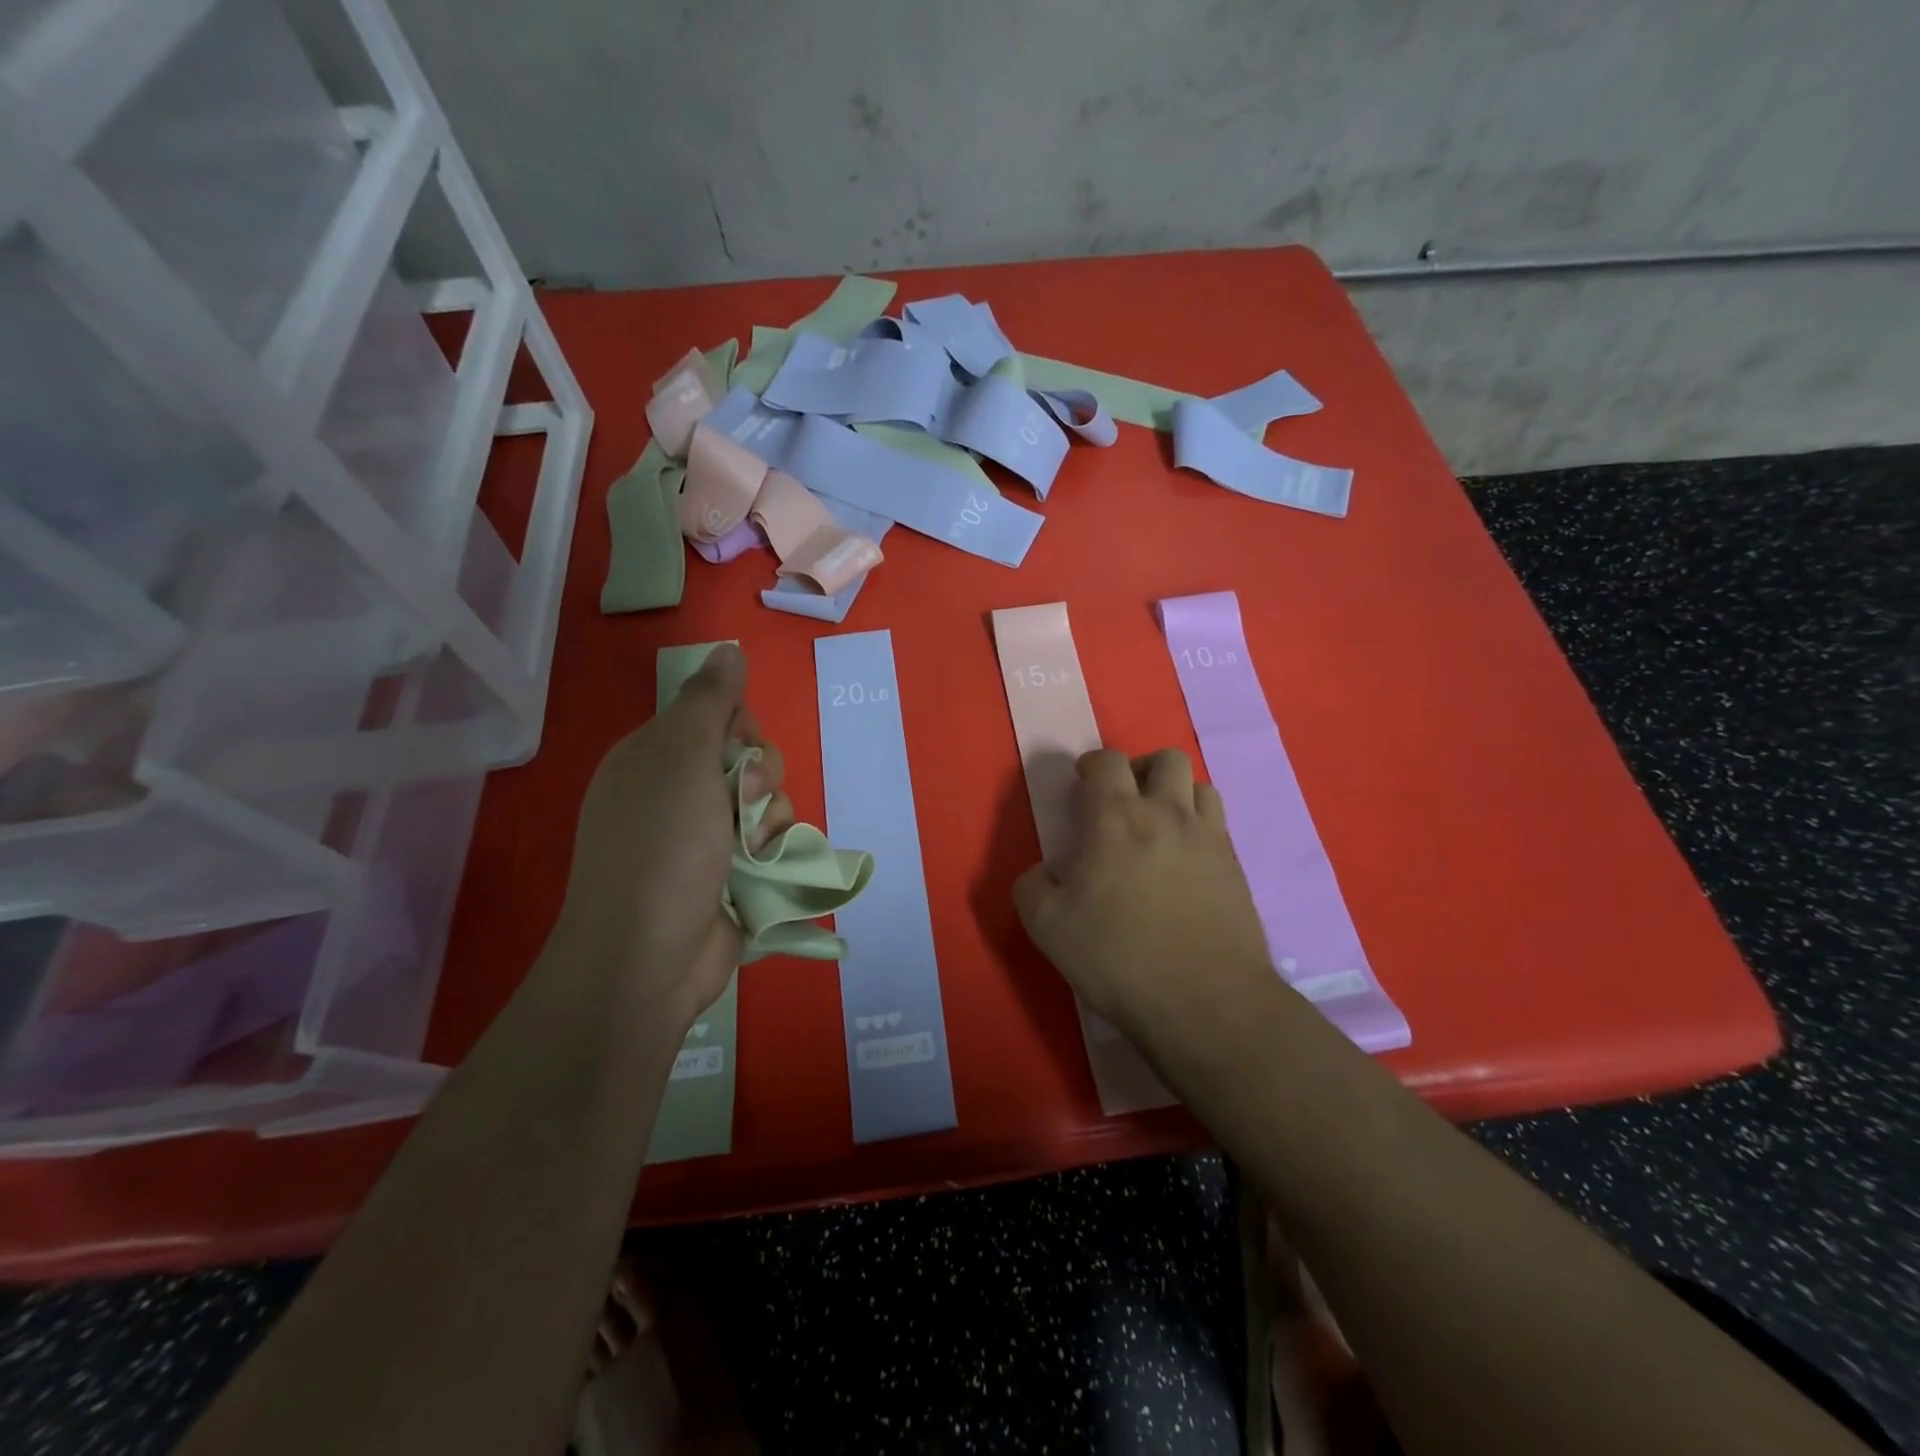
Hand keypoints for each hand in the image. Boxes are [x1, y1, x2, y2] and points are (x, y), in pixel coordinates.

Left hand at [558, 644, 792, 1022]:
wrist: (647, 959)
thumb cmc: (661, 849)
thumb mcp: (680, 760)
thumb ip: (709, 700)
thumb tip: (729, 648)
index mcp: (654, 757)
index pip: (717, 715)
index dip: (740, 728)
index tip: (737, 752)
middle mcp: (678, 792)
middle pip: (749, 757)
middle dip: (760, 776)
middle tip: (741, 804)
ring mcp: (704, 837)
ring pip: (767, 800)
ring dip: (771, 817)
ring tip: (754, 849)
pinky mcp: (731, 874)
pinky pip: (771, 840)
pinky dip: (774, 849)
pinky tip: (766, 869)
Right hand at [1013, 749, 1273, 1045]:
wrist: (1207, 1002)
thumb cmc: (1119, 957)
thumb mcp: (1048, 927)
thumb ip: (1032, 887)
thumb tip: (1041, 873)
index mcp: (1117, 819)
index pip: (1108, 761)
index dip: (1093, 764)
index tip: (1083, 782)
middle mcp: (1168, 815)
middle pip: (1167, 759)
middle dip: (1142, 769)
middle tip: (1125, 800)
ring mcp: (1209, 840)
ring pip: (1201, 787)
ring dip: (1178, 794)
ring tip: (1160, 827)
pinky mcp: (1237, 870)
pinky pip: (1219, 828)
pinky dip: (1200, 830)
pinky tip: (1185, 865)